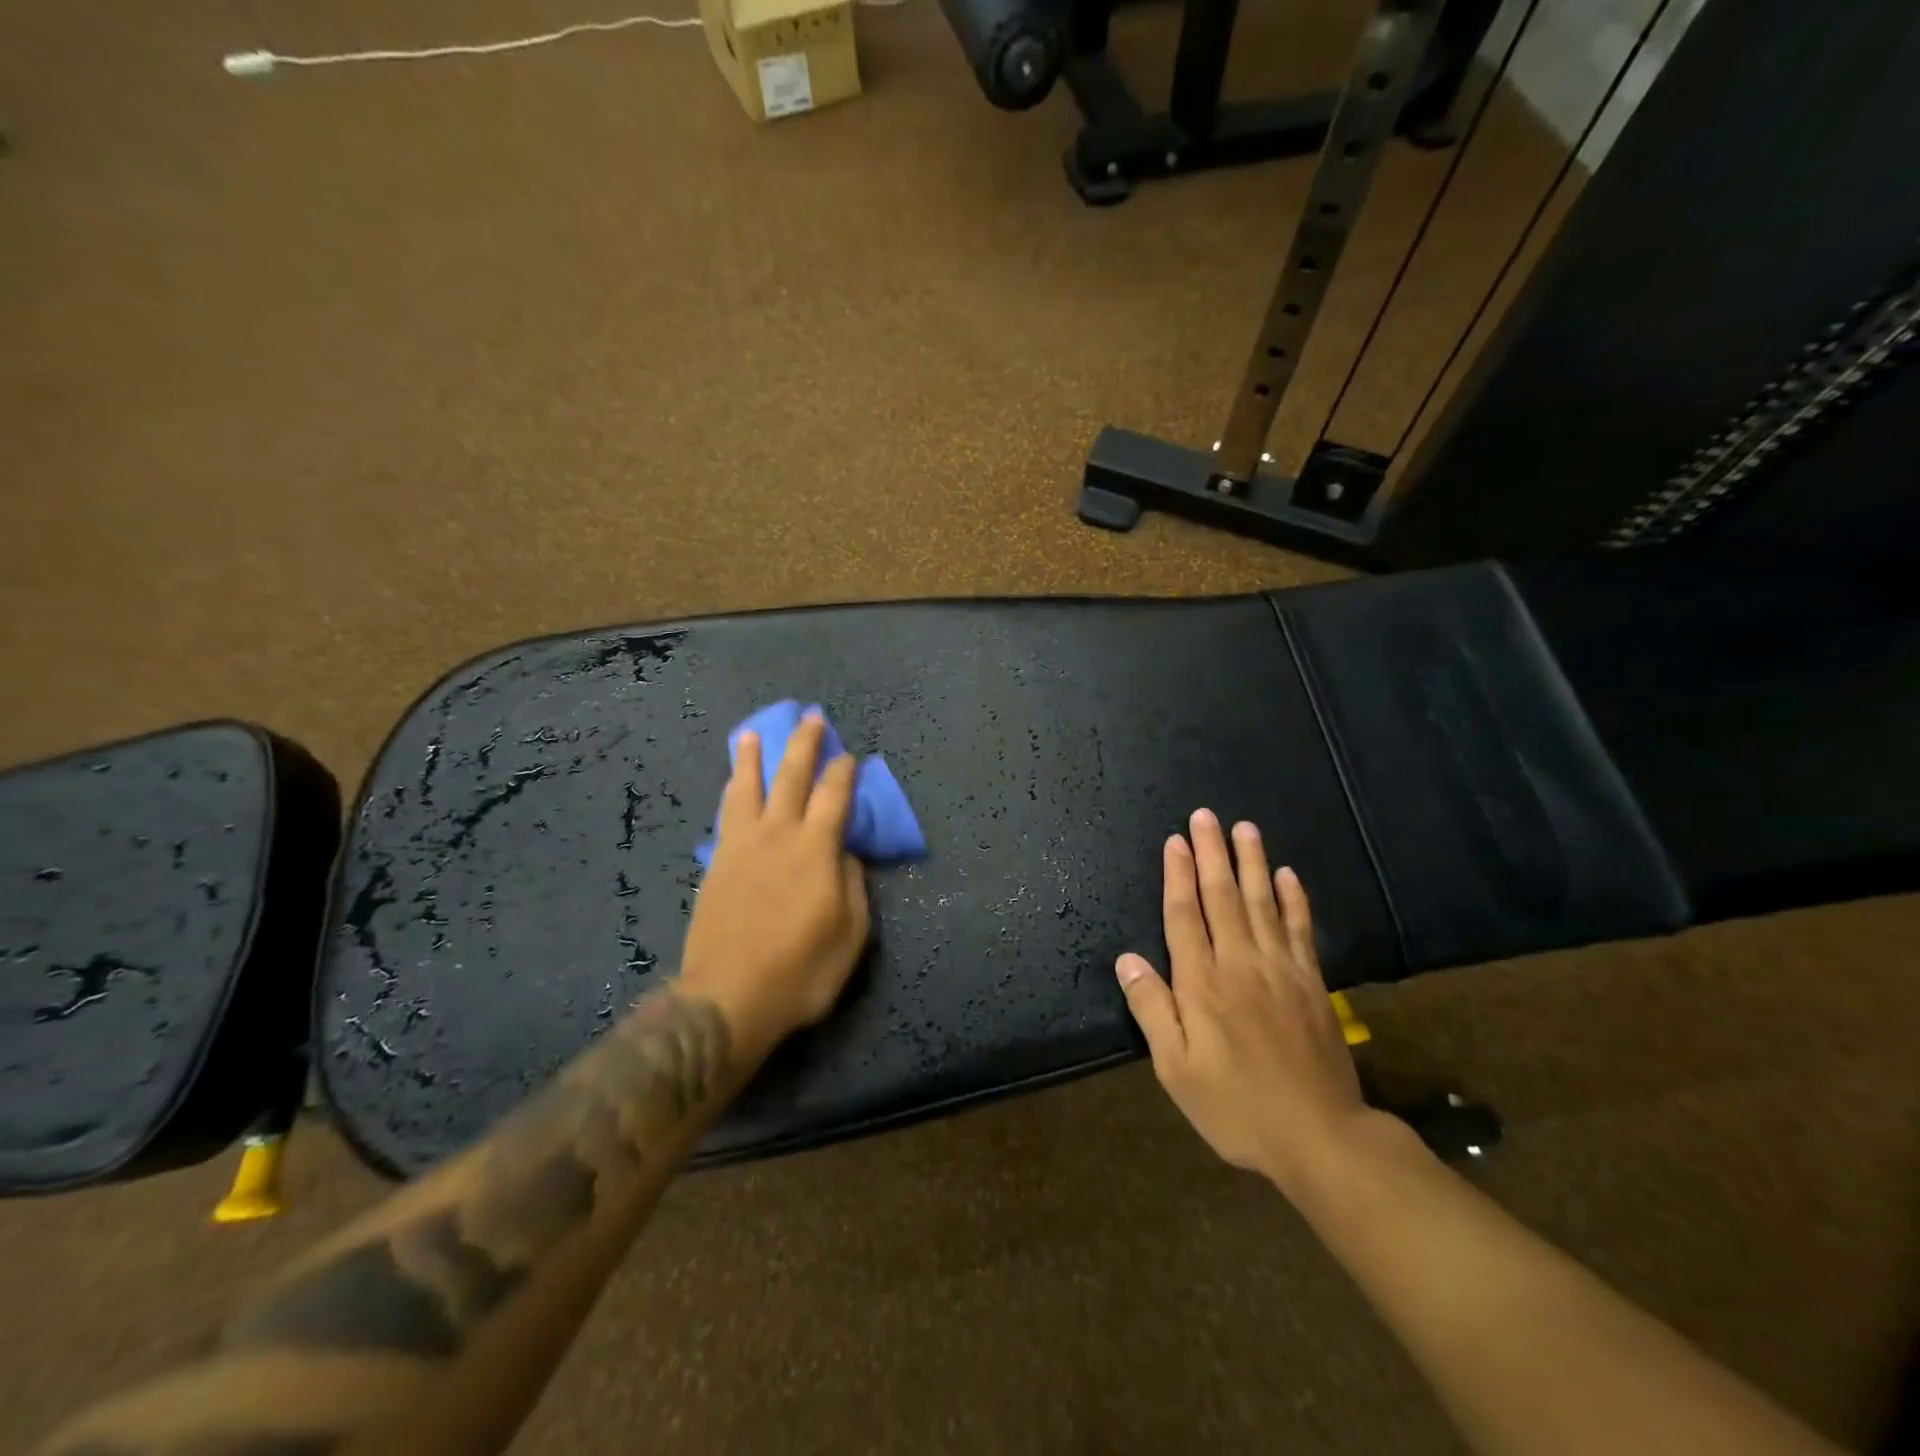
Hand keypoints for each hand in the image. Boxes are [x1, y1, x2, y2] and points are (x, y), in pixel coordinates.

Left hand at [680, 712, 870, 1048]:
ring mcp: (742, 846)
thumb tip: (844, 853)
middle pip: (791, 776)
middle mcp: (778, 835)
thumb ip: (852, 884)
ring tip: (752, 734)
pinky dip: (731, 791)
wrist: (728, 997)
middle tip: (811, 717)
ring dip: (752, 757)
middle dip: (804, 743)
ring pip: (747, 787)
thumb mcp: (850, 934)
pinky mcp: (717, 863)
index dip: (846, 770)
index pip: (835, 794)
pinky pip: (725, 814)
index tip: (851, 755)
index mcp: (816, 849)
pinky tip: (731, 784)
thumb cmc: (800, 970)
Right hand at [1115, 809, 1370, 1197]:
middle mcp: (1240, 964)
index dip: (1177, 876)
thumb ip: (1152, 1010)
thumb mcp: (1177, 1071)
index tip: (1175, 841)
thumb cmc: (1237, 1107)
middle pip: (1223, 897)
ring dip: (1252, 863)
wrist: (1322, 1137)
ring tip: (1244, 828)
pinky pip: (1301, 930)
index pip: (1185, 916)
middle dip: (1212, 854)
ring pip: (1263, 903)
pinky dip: (1295, 900)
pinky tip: (1289, 875)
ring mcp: (1281, 970)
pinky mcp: (1312, 983)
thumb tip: (1126, 959)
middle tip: (1206, 816)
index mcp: (1203, 985)